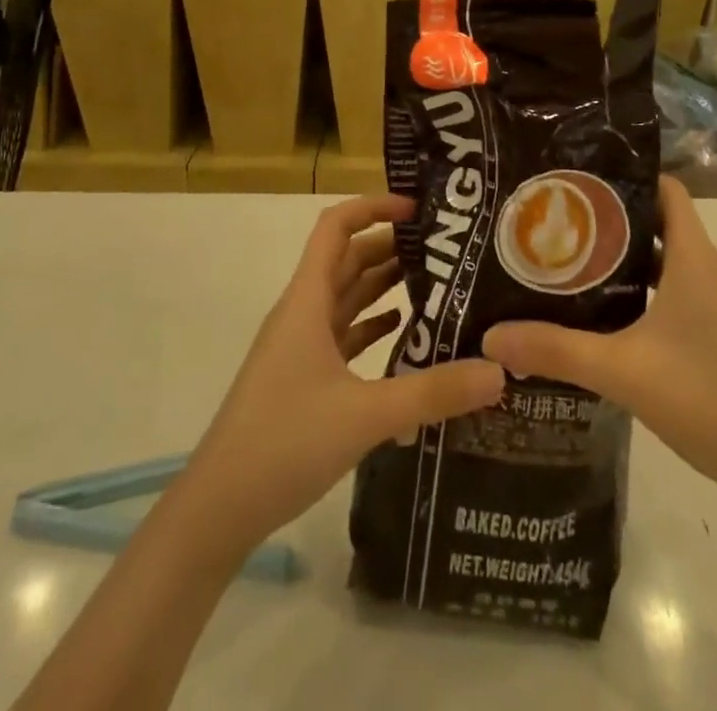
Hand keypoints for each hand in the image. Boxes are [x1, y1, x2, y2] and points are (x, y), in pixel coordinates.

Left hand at [174, 195, 503, 553]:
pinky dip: (371, 324)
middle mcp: (302, 312)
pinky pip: (342, 333)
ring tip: (435, 280)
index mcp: (307, 300)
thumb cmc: (283, 443)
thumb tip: (499, 371)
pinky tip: (404, 332)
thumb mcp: (366, 415)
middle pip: (347, 258)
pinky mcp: (302, 377)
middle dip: (390, 244)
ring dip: (382, 283)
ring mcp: (299, 346)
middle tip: (444, 247)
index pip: (336, 227)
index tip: (419, 210)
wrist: (217, 509)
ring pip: (345, 295)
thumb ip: (433, 392)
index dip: (374, 207)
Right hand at [482, 177, 716, 499]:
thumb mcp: (621, 370)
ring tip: (570, 264)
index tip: (578, 180)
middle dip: (610, 219)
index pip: (665, 189)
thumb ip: (555, 349)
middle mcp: (710, 269)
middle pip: (658, 222)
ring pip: (665, 261)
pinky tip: (606, 316)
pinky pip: (676, 292)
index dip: (626, 176)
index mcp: (694, 258)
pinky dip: (642, 291)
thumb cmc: (705, 397)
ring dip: (623, 259)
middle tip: (557, 222)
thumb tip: (490, 336)